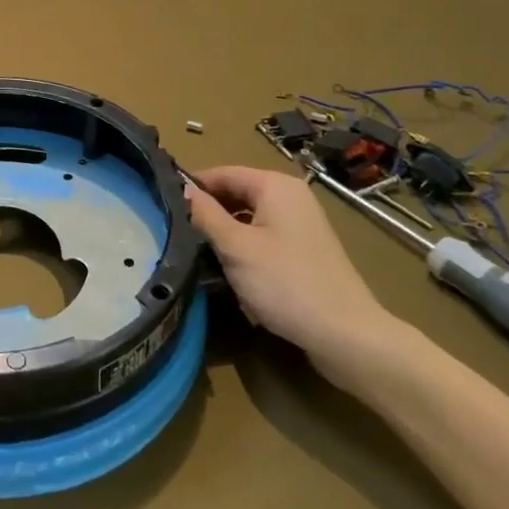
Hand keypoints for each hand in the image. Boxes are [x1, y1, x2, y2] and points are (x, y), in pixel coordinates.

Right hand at [189, 165, 401, 377]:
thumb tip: (181, 187)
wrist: (346, 335)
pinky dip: (244, 249)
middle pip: (236, 194)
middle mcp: (290, 197)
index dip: (192, 187)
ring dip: (224, 234)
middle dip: (208, 213)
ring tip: (196, 253)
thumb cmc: (286, 283)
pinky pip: (263, 238)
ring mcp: (300, 225)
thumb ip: (205, 214)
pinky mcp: (304, 251)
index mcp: (275, 186)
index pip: (222, 173)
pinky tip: (229, 271)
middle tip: (175, 233)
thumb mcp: (236, 247)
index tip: (162, 206)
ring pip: (248, 219)